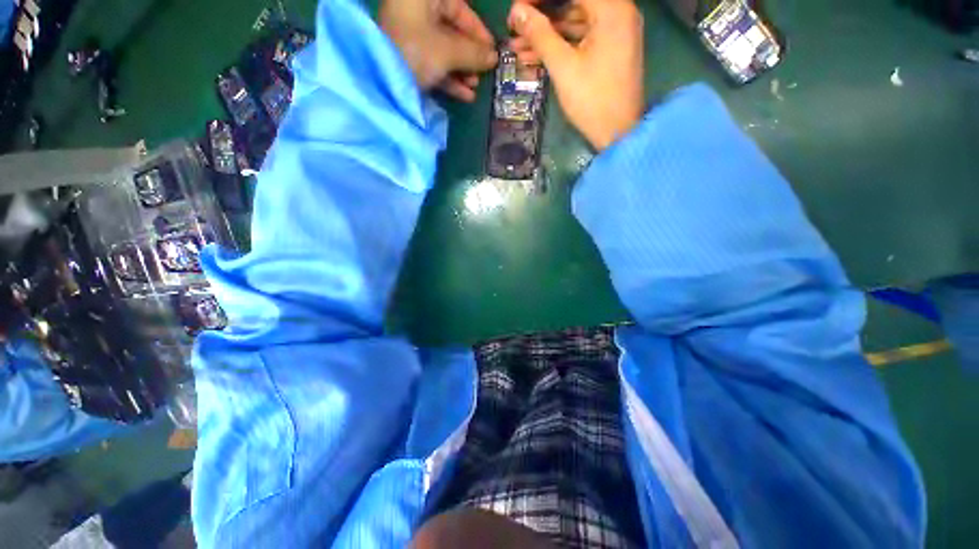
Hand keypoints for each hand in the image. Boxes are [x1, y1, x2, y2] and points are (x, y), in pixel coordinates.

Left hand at [381, 0, 498, 101]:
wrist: (379, 81)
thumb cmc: (415, 52)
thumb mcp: (448, 52)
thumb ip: (474, 54)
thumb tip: (494, 57)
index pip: (459, 8)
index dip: (478, 30)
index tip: (492, 50)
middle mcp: (416, 12)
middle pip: (452, 32)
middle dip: (470, 56)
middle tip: (484, 73)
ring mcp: (410, 36)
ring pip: (443, 51)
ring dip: (462, 71)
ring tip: (475, 87)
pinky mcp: (407, 58)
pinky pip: (433, 64)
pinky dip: (449, 79)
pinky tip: (465, 95)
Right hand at [508, 0, 644, 149]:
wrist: (617, 133)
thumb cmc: (592, 100)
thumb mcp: (563, 66)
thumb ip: (540, 34)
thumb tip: (517, 11)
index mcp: (611, 9)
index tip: (518, 10)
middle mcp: (617, 12)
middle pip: (573, 3)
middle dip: (541, 16)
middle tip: (515, 28)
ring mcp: (615, 33)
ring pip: (574, 23)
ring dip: (546, 34)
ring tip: (517, 47)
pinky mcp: (610, 50)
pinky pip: (581, 39)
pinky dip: (560, 46)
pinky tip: (535, 56)